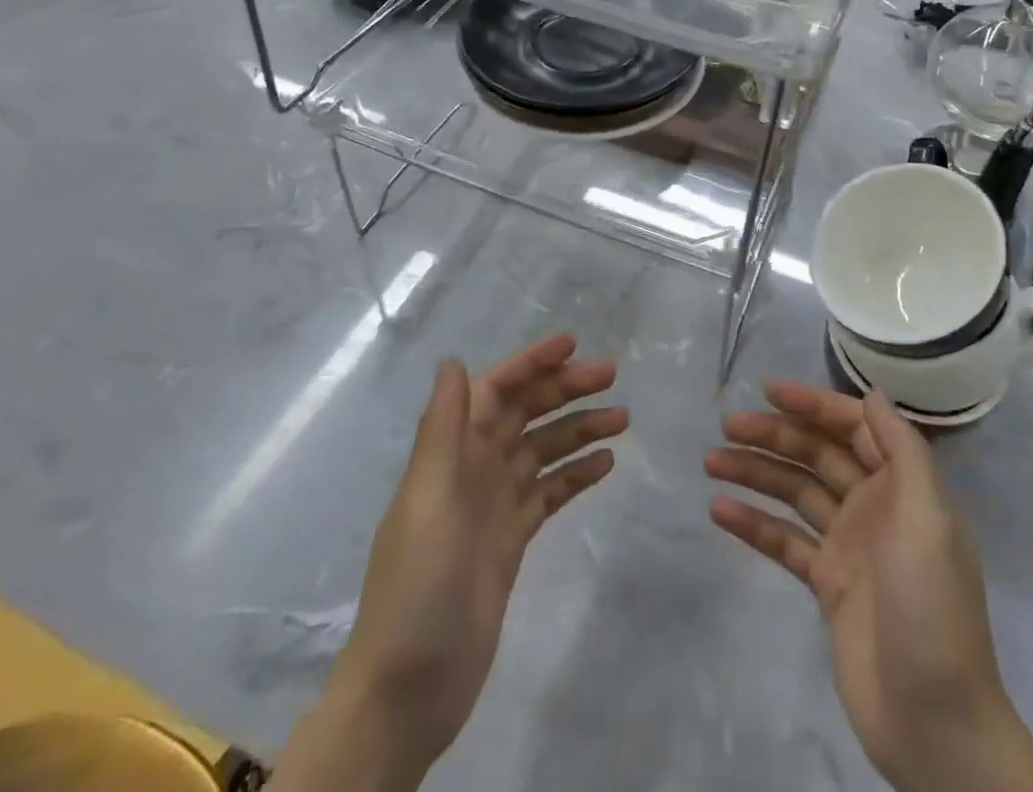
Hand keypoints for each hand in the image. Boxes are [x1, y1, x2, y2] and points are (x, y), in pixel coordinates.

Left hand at [274, 335, 626, 791]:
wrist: (409, 687)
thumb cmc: (417, 583)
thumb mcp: (428, 497)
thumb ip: (442, 428)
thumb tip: (452, 360)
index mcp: (451, 451)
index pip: (495, 389)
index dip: (531, 363)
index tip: (572, 345)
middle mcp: (473, 467)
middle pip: (525, 413)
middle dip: (564, 389)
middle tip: (611, 375)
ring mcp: (494, 504)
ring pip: (543, 449)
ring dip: (579, 427)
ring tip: (623, 417)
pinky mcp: (511, 540)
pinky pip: (549, 493)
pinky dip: (575, 474)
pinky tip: (606, 463)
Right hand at [706, 384, 1032, 791]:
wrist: (935, 722)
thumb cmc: (932, 609)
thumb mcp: (929, 520)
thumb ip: (902, 452)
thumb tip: (873, 395)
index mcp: (902, 487)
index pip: (853, 428)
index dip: (813, 405)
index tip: (769, 391)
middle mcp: (874, 506)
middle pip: (817, 455)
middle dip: (774, 435)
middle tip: (726, 426)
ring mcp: (848, 545)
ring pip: (794, 492)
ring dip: (755, 472)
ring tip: (711, 461)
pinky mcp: (826, 584)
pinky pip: (784, 541)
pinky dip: (754, 523)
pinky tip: (719, 510)